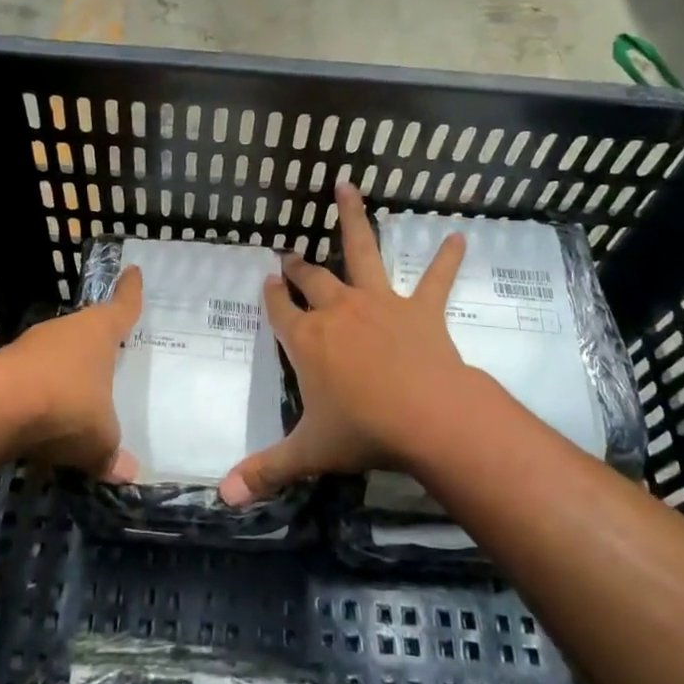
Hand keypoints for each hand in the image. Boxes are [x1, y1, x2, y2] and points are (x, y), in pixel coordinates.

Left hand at [0, 266, 141, 479]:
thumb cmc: (66, 405)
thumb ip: (112, 453)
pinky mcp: (3, 367)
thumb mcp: (99, 438)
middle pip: (87, 328)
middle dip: (97, 338)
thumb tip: (129, 474)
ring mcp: (31, 346)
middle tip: (111, 346)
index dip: (131, 291)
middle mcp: (66, 330)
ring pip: (57, 353)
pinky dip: (41, 393)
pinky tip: (45, 416)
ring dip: (66, 369)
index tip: (133, 271)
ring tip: (79, 390)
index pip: (122, 306)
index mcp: (99, 332)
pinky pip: (33, 378)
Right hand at [220, 182, 478, 504]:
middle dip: (299, 266)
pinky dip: (447, 258)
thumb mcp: (309, 452)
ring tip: (347, 186)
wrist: (427, 417)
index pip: (280, 310)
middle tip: (290, 253)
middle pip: (313, 278)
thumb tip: (222, 497)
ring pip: (361, 252)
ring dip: (353, 219)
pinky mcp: (420, 310)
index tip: (267, 281)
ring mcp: (379, 304)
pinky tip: (461, 235)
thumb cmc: (362, 430)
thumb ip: (266, 470)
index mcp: (307, 340)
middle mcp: (338, 311)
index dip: (272, 295)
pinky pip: (435, 279)